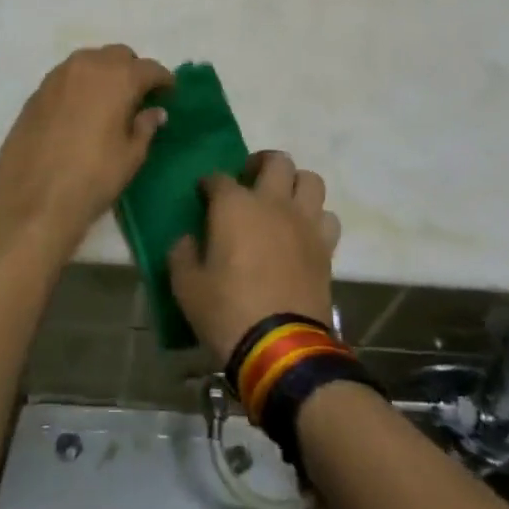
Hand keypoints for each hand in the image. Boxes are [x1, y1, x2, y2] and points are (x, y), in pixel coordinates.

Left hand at [0, 44, 172, 256]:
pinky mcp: (38, 91)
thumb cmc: (92, 178)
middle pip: (118, 55)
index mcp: (118, 78)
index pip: (150, 68)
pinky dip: (81, 84)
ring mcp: (59, 75)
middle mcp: (88, 66)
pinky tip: (82, 110)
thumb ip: (145, 127)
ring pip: (90, 60)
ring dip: (105, 73)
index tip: (169, 95)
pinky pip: (68, 76)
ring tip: (110, 101)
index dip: (163, 81)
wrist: (32, 198)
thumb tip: (155, 112)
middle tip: (139, 97)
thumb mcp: (131, 156)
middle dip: (133, 70)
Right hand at [169, 151, 341, 366]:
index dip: (208, 184)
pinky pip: (327, 217)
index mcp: (234, 206)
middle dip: (261, 163)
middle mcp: (273, 203)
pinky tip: (302, 234)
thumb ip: (181, 254)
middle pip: (277, 160)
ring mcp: (304, 223)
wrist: (281, 348)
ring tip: (282, 202)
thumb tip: (186, 240)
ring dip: (295, 185)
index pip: (218, 178)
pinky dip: (316, 218)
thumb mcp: (186, 286)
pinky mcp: (325, 247)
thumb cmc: (227, 311)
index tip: (203, 196)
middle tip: (249, 181)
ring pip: (310, 180)